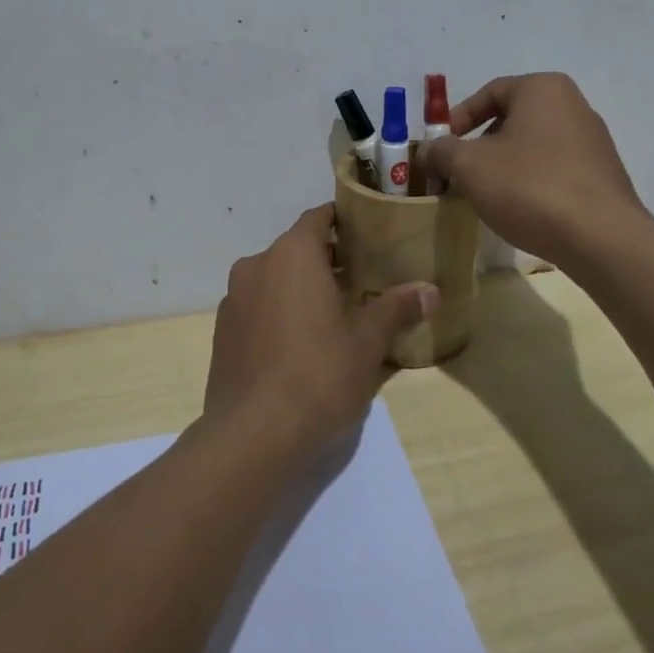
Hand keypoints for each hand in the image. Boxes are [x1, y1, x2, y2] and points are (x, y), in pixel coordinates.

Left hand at [205, 205, 436, 459]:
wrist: (252, 435)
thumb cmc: (318, 374)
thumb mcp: (367, 342)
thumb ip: (397, 308)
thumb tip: (431, 290)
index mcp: (292, 254)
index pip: (318, 217)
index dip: (343, 221)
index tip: (368, 233)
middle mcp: (256, 265)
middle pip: (296, 249)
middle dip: (326, 260)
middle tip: (362, 279)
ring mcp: (233, 299)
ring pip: (274, 279)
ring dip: (300, 288)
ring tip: (334, 314)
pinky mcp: (222, 332)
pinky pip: (257, 308)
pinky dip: (278, 313)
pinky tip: (300, 345)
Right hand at [419, 73, 644, 267]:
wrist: (600, 238)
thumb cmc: (529, 187)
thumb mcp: (469, 166)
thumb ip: (441, 151)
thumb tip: (428, 150)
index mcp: (543, 89)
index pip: (489, 92)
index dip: (457, 119)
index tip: (441, 149)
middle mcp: (573, 105)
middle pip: (511, 119)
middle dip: (479, 146)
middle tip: (458, 174)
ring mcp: (593, 140)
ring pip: (532, 146)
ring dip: (503, 166)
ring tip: (484, 195)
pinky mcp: (602, 174)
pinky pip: (554, 168)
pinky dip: (530, 182)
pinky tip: (519, 209)